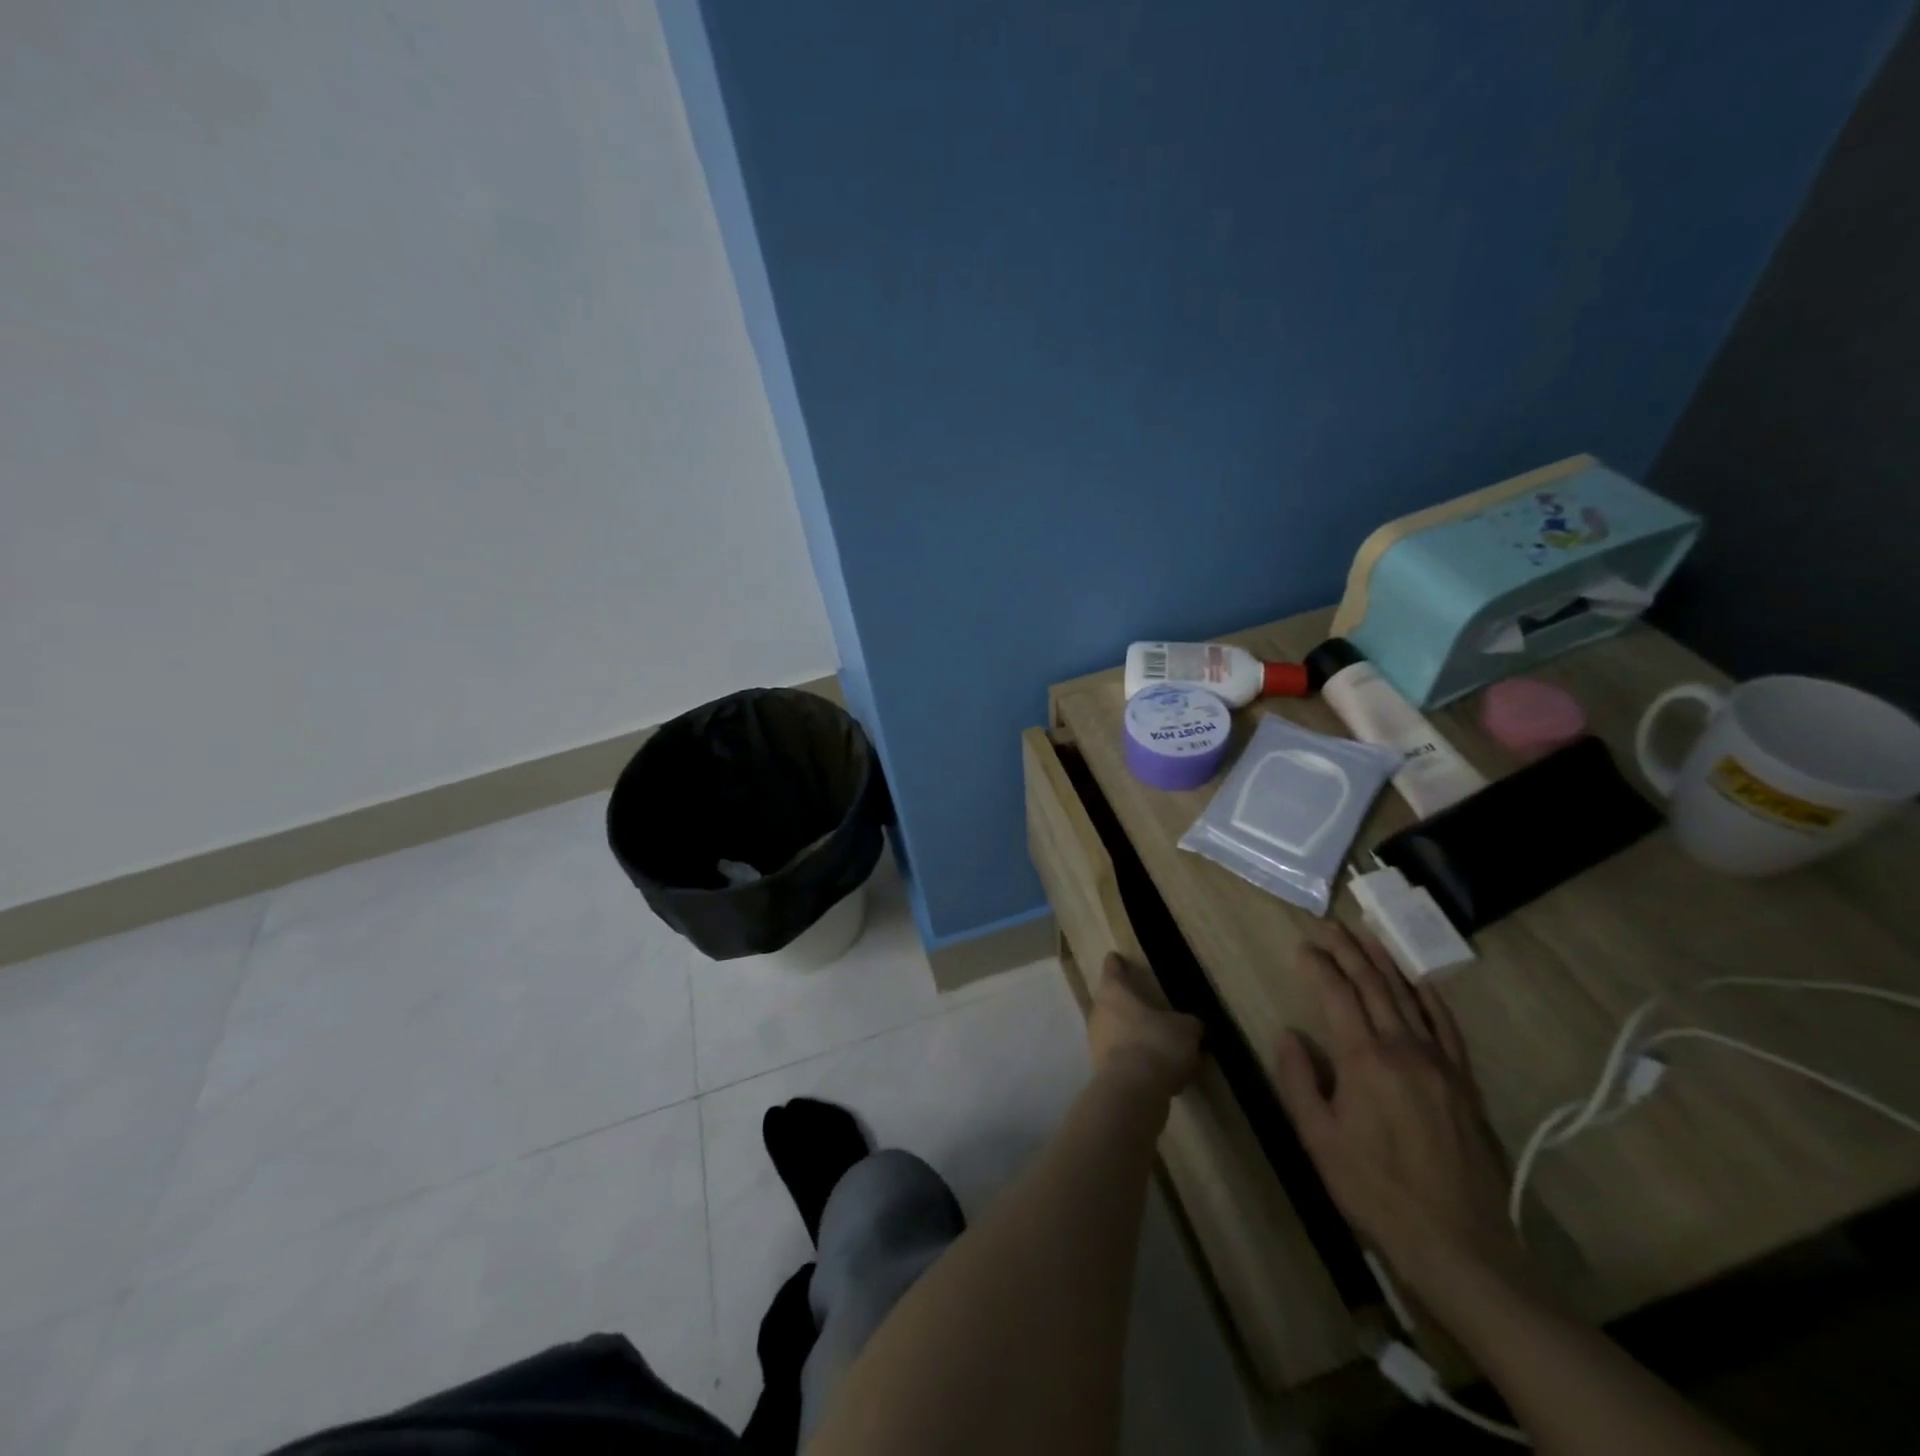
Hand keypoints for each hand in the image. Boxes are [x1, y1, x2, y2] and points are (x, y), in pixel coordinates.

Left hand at [1088, 953, 1201, 1099]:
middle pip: (1112, 1002)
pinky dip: (1136, 1060)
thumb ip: (1188, 1023)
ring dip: (1133, 1035)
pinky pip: (1121, 1058)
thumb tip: (1190, 1025)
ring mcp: (1096, 1042)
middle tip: (1147, 1006)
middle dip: (1128, 1005)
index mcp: (1114, 992)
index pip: (1113, 970)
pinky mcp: (1101, 1070)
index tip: (1116, 958)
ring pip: (1116, 1031)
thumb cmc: (1156, 1045)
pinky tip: (1157, 1072)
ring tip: (1159, 1044)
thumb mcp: (1185, 1030)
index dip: (1117, 964)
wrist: (1132, 1092)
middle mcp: (1099, 1012)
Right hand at [1272, 925, 1527, 1301]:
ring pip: (1409, 999)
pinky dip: (1430, 998)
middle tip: (1330, 925)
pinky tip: (1419, 981)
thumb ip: (1299, 1080)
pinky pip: (1447, 1028)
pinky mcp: (1464, 1084)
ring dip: (1385, 963)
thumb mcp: (1318, 1139)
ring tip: (1368, 936)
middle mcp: (1404, 1050)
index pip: (1337, 996)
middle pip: (1374, 987)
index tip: (1303, 946)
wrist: (1459, 1245)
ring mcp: (1440, 1064)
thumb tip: (1288, 1034)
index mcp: (1364, 1060)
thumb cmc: (1375, 1192)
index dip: (1318, 967)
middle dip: (1349, 952)